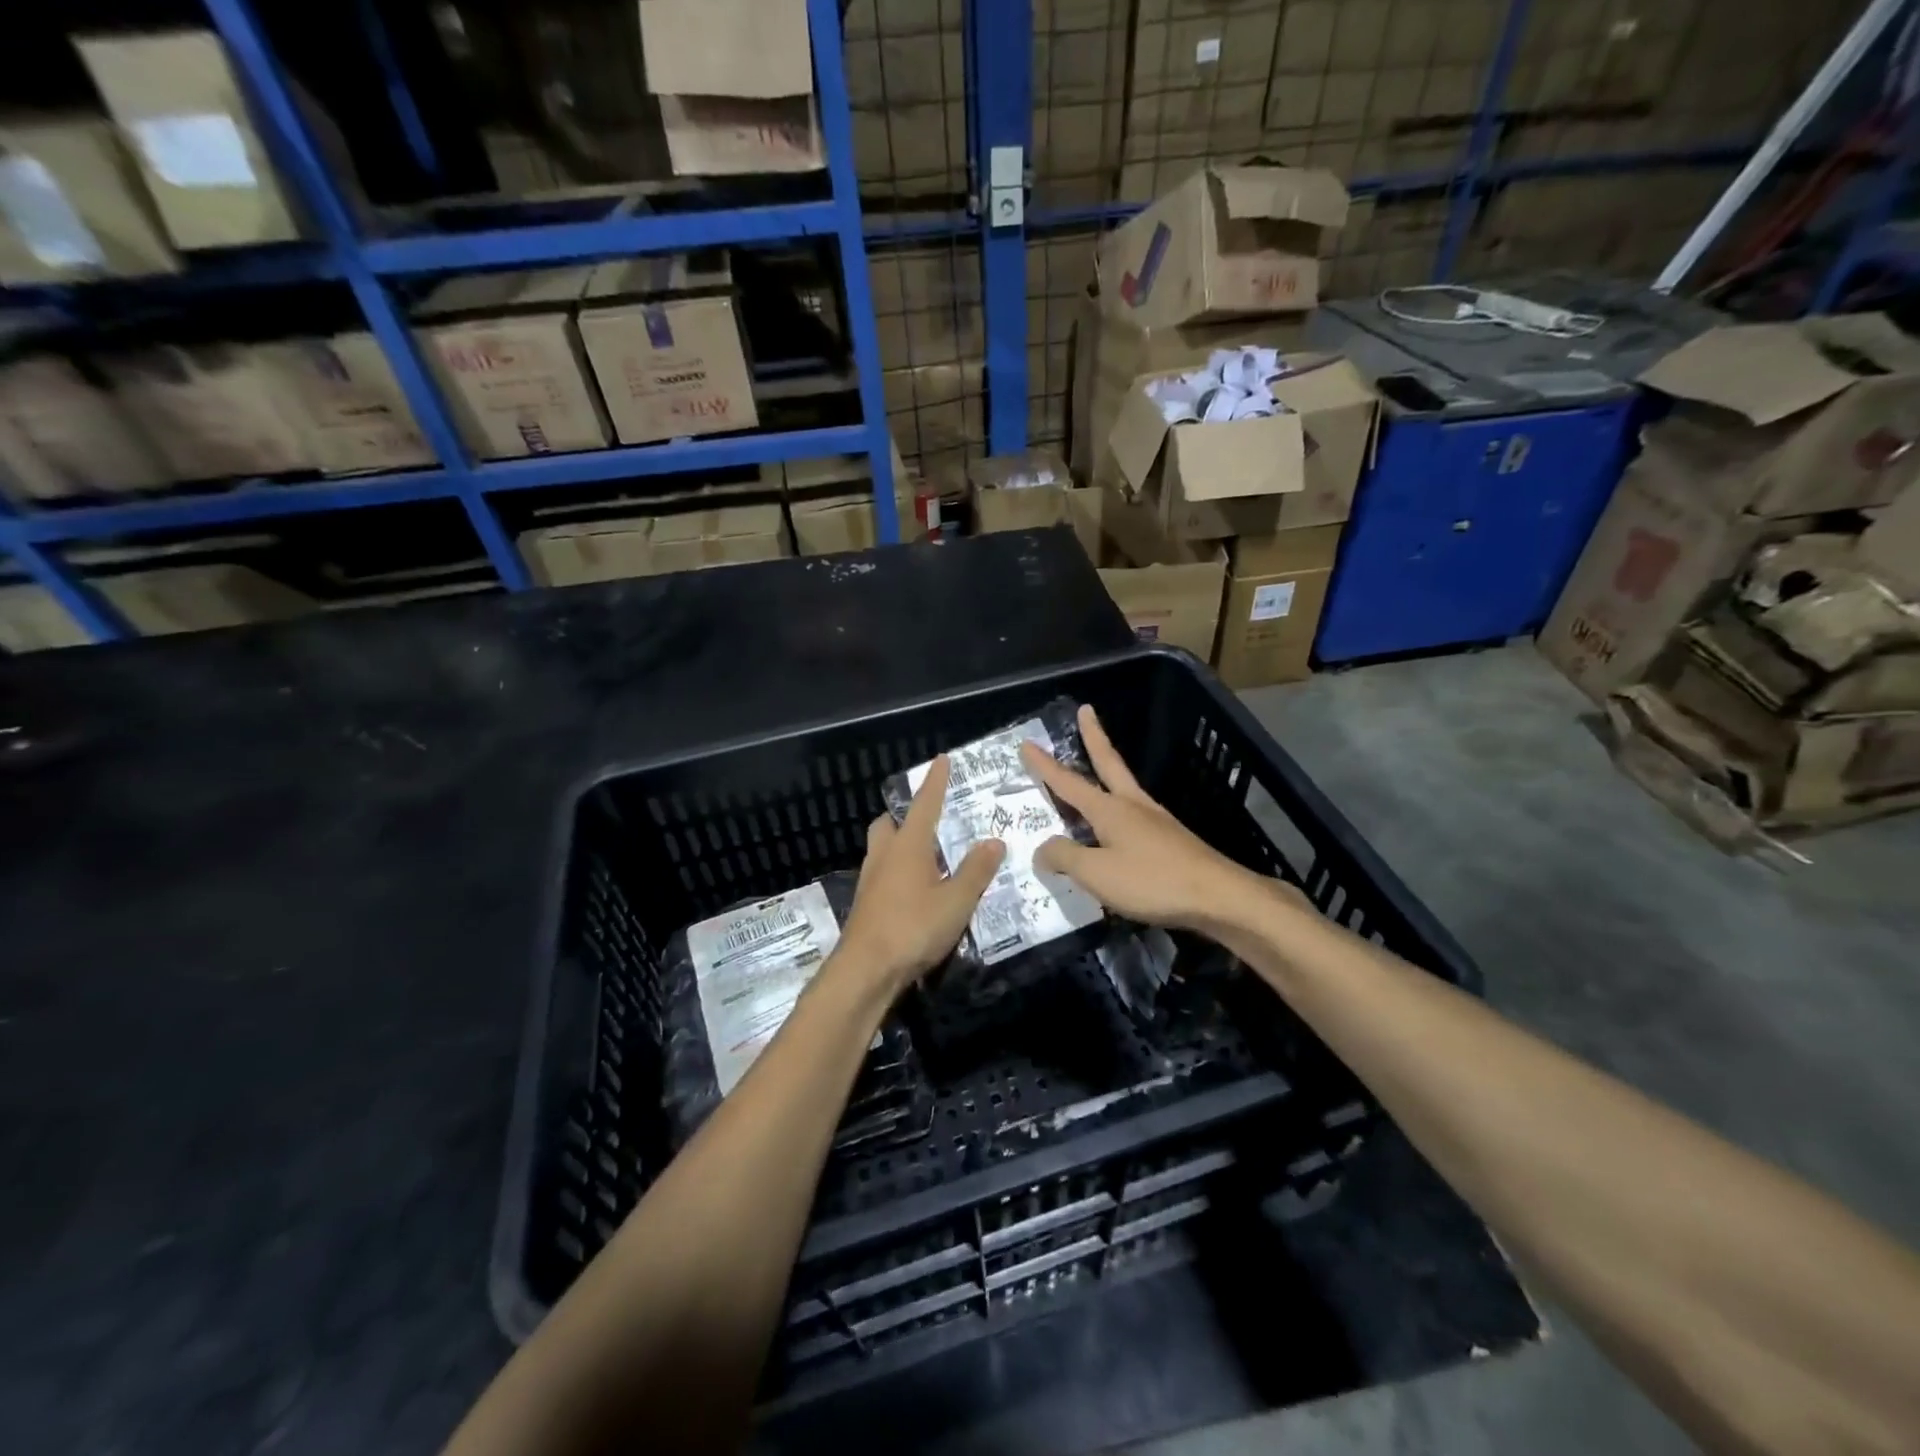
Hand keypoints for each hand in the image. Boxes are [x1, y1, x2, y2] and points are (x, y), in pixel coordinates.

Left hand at [833, 756, 1005, 998]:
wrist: (865, 971)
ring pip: (882, 849)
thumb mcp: (956, 901)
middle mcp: (884, 855)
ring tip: (928, 857)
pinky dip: (897, 872)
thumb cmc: (913, 928)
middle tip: (929, 821)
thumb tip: (994, 841)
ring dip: (900, 845)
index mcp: (908, 846)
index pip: (924, 804)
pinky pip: (882, 874)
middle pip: (889, 824)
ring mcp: (870, 880)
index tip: (941, 760)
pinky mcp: (865, 904)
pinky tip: (915, 891)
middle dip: (905, 817)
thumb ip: (976, 871)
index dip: (935, 782)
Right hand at [1020, 705, 1266, 934]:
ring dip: (1108, 769)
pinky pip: (1135, 816)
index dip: (1045, 765)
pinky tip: (1118, 826)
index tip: (1028, 743)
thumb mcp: (1097, 873)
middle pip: (1108, 763)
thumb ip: (1065, 858)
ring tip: (1097, 764)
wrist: (1219, 897)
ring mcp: (1156, 821)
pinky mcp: (1171, 840)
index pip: (1068, 782)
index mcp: (1110, 810)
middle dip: (1094, 737)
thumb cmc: (1152, 881)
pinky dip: (1119, 809)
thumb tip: (1042, 848)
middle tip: (1086, 711)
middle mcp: (1133, 806)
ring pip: (1124, 787)